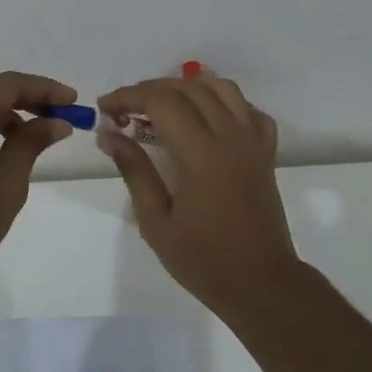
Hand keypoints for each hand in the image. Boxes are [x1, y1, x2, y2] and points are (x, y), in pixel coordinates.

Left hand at [0, 72, 76, 275]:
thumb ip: (31, 143)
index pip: (6, 84)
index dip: (43, 89)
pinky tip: (3, 143)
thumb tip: (56, 123)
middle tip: (58, 114)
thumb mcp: (7, 181)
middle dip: (24, 97)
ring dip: (2, 111)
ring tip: (35, 132)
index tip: (72, 101)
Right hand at [96, 75, 303, 317]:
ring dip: (188, 87)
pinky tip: (206, 120)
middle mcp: (231, 137)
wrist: (261, 284)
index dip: (128, 96)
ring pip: (222, 89)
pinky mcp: (266, 154)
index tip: (105, 109)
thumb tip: (109, 134)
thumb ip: (134, 171)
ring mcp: (253, 142)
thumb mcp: (156, 222)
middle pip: (189, 88)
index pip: (161, 102)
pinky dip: (224, 103)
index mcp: (202, 154)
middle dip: (150, 90)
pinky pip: (249, 111)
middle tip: (124, 111)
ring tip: (161, 106)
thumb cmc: (203, 260)